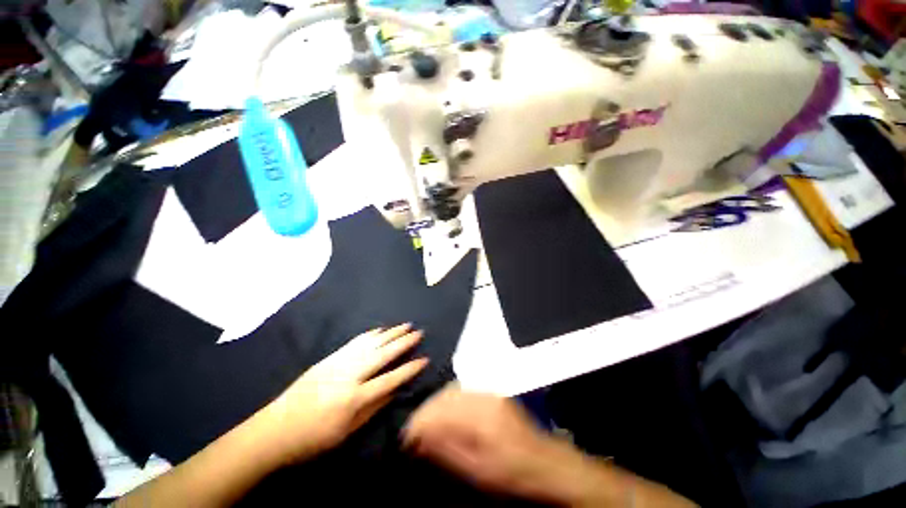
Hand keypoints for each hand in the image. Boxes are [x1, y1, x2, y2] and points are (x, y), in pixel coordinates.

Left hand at [258, 324, 427, 463]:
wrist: (274, 430)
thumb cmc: (313, 439)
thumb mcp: (346, 432)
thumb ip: (373, 409)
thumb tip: (394, 390)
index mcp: (354, 398)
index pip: (390, 379)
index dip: (409, 369)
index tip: (424, 359)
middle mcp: (349, 376)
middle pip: (382, 355)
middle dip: (403, 343)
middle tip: (418, 332)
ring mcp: (338, 364)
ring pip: (370, 344)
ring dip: (390, 333)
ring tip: (404, 325)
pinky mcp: (329, 358)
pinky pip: (354, 343)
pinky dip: (369, 335)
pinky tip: (380, 330)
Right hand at [402, 386, 588, 503]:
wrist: (544, 461)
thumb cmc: (510, 473)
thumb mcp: (477, 470)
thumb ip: (446, 449)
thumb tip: (420, 437)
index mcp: (478, 417)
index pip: (438, 412)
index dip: (419, 423)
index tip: (406, 437)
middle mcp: (481, 397)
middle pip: (443, 396)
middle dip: (425, 412)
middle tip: (415, 432)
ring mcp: (487, 392)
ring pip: (452, 390)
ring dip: (436, 405)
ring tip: (427, 423)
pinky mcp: (491, 393)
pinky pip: (463, 390)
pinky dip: (449, 400)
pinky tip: (445, 413)